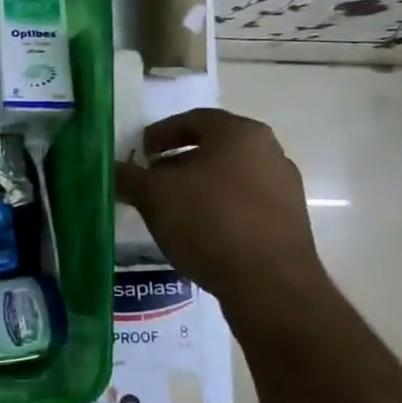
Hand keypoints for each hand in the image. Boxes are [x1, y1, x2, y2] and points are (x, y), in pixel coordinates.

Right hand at [114, 108, 328, 314]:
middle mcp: (269, 153)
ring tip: (169, 209)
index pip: (195, 118)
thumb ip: (129, 177)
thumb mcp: (153, 195)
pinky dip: (216, 210)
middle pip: (214, 148)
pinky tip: (196, 232)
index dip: (162, 132)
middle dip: (177, 161)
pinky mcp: (288, 222)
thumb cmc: (208, 221)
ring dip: (196, 187)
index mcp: (240, 134)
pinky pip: (243, 204)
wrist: (269, 283)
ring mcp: (284, 189)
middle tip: (150, 180)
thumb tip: (113, 170)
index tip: (140, 152)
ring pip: (229, 177)